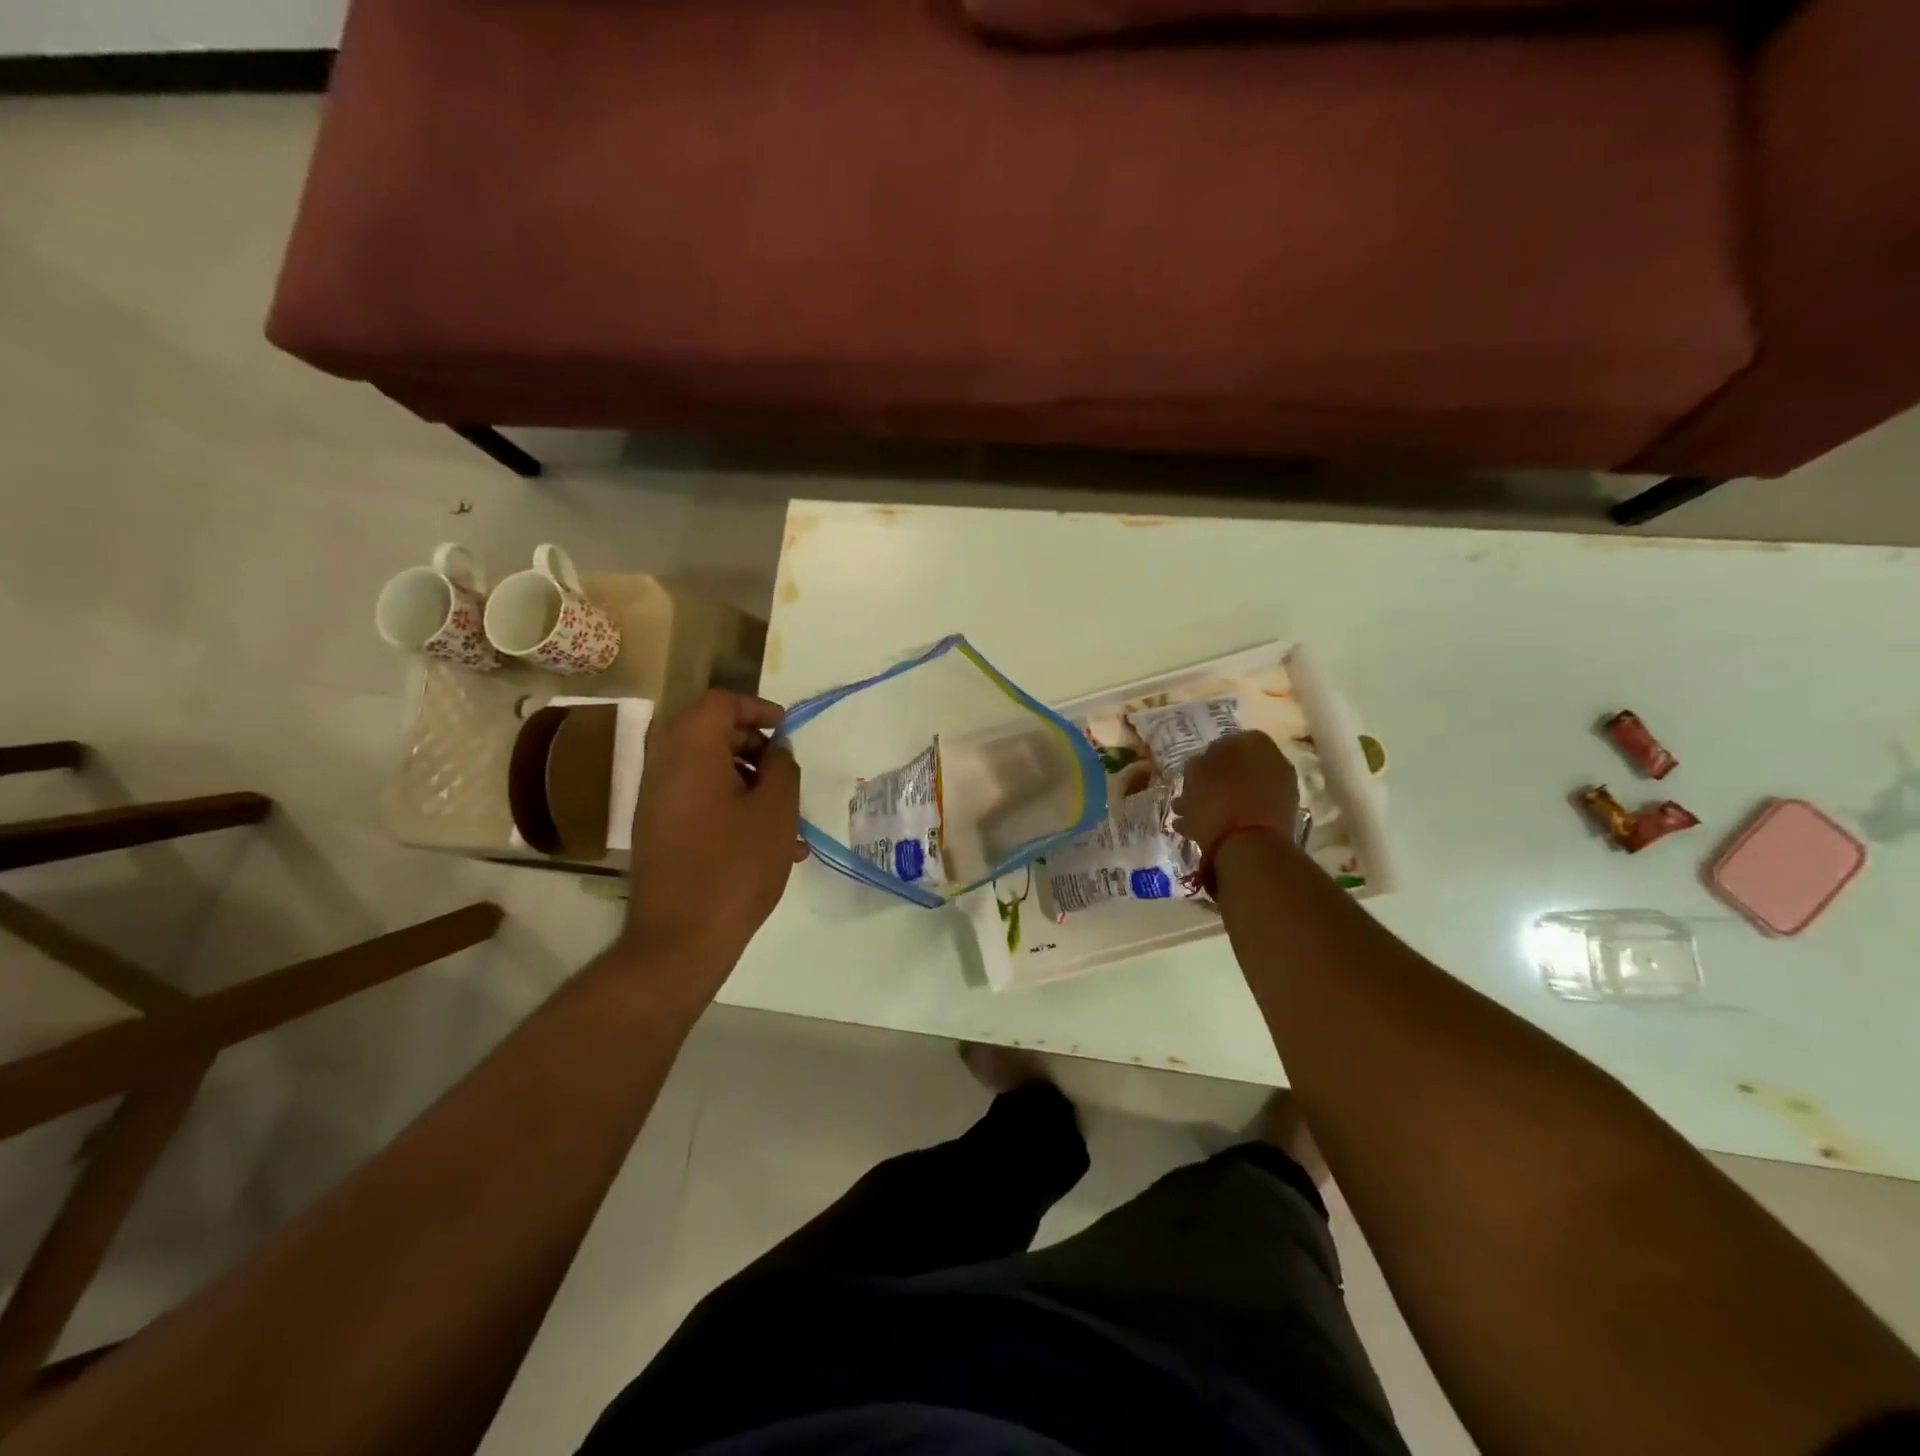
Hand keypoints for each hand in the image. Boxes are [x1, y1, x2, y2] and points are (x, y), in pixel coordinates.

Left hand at [619, 690, 806, 987]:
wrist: (680, 938)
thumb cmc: (735, 866)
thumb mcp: (776, 811)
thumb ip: (782, 767)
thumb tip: (775, 750)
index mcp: (690, 751)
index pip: (718, 703)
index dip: (755, 708)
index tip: (785, 729)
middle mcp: (664, 768)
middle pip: (707, 733)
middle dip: (752, 745)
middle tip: (783, 769)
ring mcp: (656, 802)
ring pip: (705, 770)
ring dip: (746, 780)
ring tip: (786, 815)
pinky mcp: (658, 832)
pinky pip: (697, 801)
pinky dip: (730, 806)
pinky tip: (768, 843)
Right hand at [1172, 731, 1300, 876]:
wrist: (1250, 847)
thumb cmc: (1217, 802)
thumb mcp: (1194, 773)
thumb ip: (1197, 763)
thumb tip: (1202, 764)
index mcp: (1255, 743)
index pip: (1227, 741)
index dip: (1206, 757)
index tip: (1191, 772)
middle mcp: (1275, 762)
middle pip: (1236, 769)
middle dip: (1211, 783)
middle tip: (1188, 796)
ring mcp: (1281, 792)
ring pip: (1240, 793)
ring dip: (1215, 802)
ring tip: (1188, 818)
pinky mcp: (1280, 820)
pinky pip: (1247, 813)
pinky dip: (1228, 818)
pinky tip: (1202, 831)